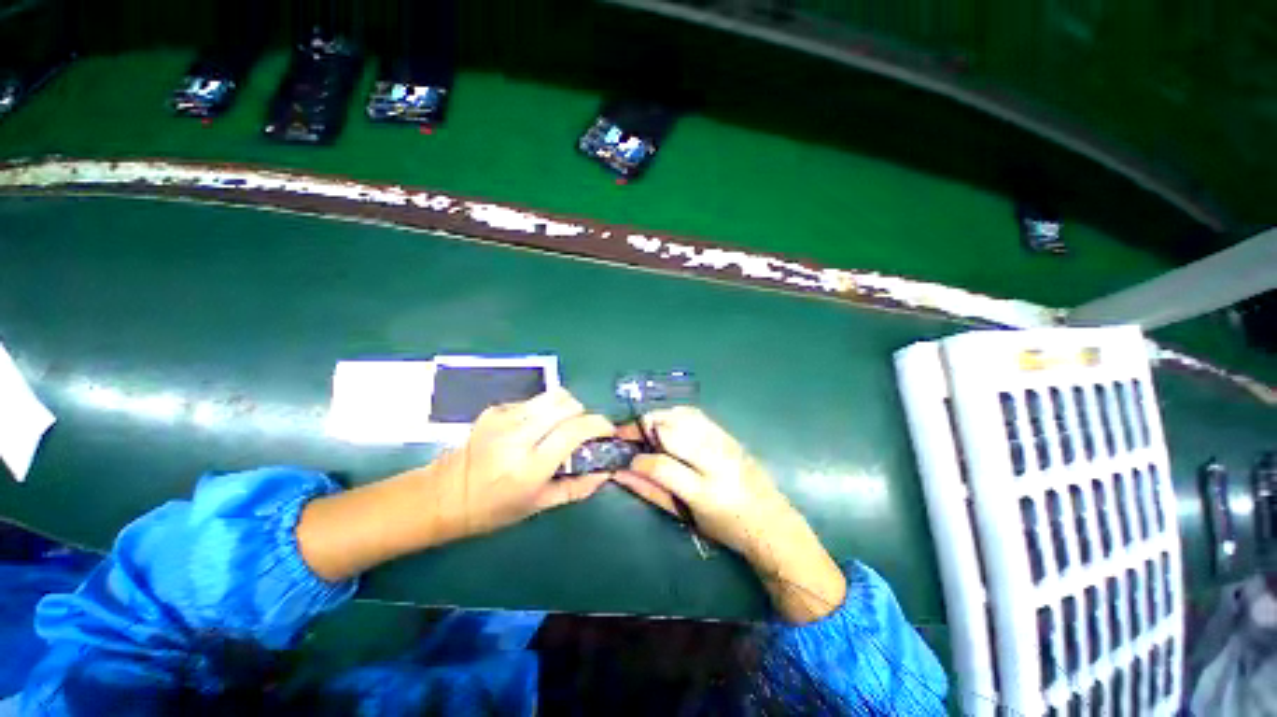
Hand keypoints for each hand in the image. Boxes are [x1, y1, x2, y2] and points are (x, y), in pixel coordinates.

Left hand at [427, 387, 616, 539]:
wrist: (444, 495)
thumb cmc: (495, 508)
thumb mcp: (540, 505)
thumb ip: (578, 487)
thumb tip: (607, 471)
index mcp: (529, 466)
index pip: (574, 431)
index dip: (598, 425)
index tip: (607, 430)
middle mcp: (517, 436)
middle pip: (566, 404)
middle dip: (583, 413)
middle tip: (583, 430)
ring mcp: (503, 418)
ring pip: (553, 395)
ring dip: (566, 408)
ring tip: (562, 426)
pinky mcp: (495, 409)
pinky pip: (535, 400)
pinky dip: (545, 410)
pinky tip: (536, 427)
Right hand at [613, 406, 793, 559]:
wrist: (771, 520)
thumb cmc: (726, 528)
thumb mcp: (687, 517)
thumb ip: (652, 492)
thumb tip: (621, 473)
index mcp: (705, 492)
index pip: (662, 466)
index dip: (639, 460)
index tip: (628, 460)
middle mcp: (715, 461)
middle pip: (672, 430)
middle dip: (645, 427)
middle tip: (630, 435)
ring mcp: (723, 443)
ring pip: (682, 415)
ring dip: (658, 417)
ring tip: (646, 429)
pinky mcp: (728, 433)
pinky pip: (695, 414)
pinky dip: (675, 414)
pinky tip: (667, 424)